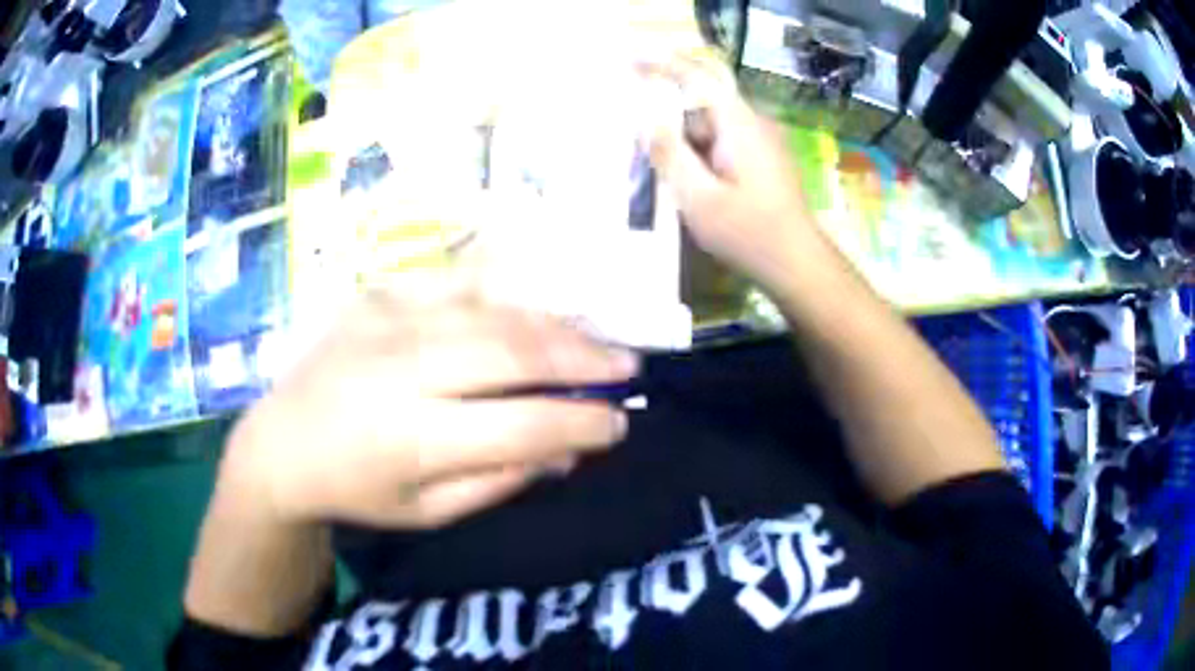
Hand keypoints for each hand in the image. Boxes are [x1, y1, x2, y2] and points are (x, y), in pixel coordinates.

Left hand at [219, 280, 637, 528]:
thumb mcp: (427, 513)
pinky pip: (454, 286)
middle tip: (627, 366)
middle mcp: (401, 371)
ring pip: (490, 311)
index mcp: (411, 440)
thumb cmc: (355, 492)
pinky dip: (504, 297)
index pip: (520, 427)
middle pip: (511, 353)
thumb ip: (498, 481)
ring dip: (553, 324)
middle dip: (582, 359)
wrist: (280, 445)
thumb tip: (566, 450)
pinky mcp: (376, 297)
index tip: (619, 425)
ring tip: (594, 338)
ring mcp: (386, 322)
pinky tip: (533, 310)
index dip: (581, 424)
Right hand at [639, 55, 816, 291]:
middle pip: (704, 100)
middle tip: (642, 134)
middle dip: (670, 109)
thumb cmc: (748, 233)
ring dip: (685, 138)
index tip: (630, 59)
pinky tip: (692, 181)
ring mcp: (761, 142)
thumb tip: (644, 119)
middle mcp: (753, 124)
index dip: (662, 63)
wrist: (797, 264)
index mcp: (739, 125)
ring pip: (712, 124)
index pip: (698, 77)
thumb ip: (669, 153)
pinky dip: (700, 151)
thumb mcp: (698, 198)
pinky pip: (723, 141)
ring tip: (667, 170)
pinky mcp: (763, 159)